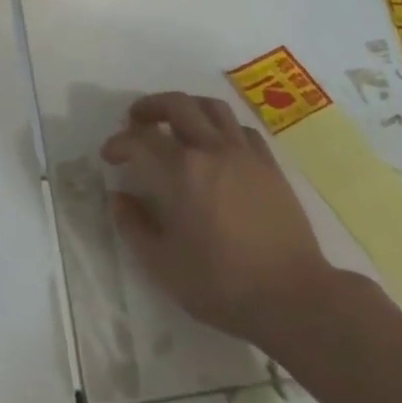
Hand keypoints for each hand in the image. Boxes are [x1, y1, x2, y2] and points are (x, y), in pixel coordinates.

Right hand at [101, 92, 340, 348]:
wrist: (292, 297)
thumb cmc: (221, 284)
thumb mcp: (163, 265)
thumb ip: (134, 226)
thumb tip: (118, 197)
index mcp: (180, 172)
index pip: (140, 140)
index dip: (119, 143)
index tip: (109, 154)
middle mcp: (211, 150)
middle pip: (177, 105)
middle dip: (150, 107)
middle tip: (136, 120)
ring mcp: (244, 154)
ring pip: (212, 108)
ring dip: (188, 107)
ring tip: (176, 121)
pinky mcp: (269, 165)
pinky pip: (241, 129)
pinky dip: (222, 127)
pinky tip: (217, 144)